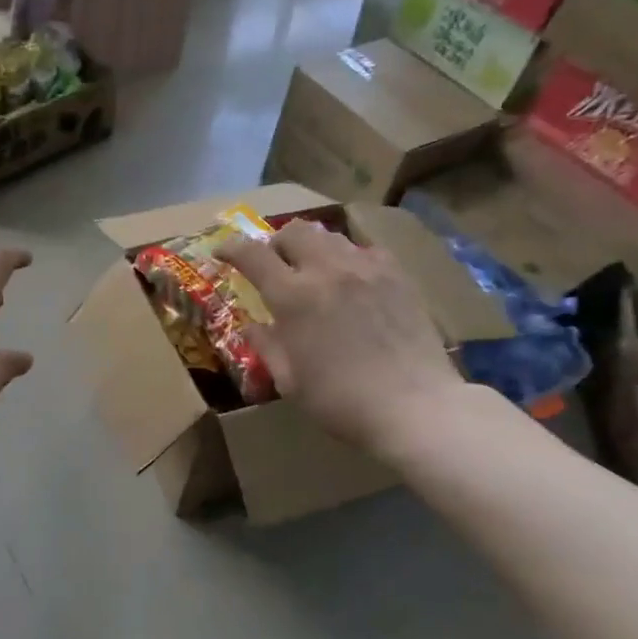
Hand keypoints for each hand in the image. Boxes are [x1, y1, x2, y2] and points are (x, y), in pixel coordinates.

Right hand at [220, 220, 464, 457]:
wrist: (415, 406)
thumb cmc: (341, 401)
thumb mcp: (290, 381)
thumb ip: (266, 346)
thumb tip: (251, 326)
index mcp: (293, 297)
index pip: (252, 255)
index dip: (232, 248)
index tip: (222, 252)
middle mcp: (327, 270)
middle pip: (293, 232)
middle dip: (275, 243)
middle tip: (274, 264)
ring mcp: (367, 269)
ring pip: (330, 236)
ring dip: (311, 247)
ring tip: (312, 270)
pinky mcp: (398, 275)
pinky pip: (365, 250)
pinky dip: (348, 257)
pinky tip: (351, 281)